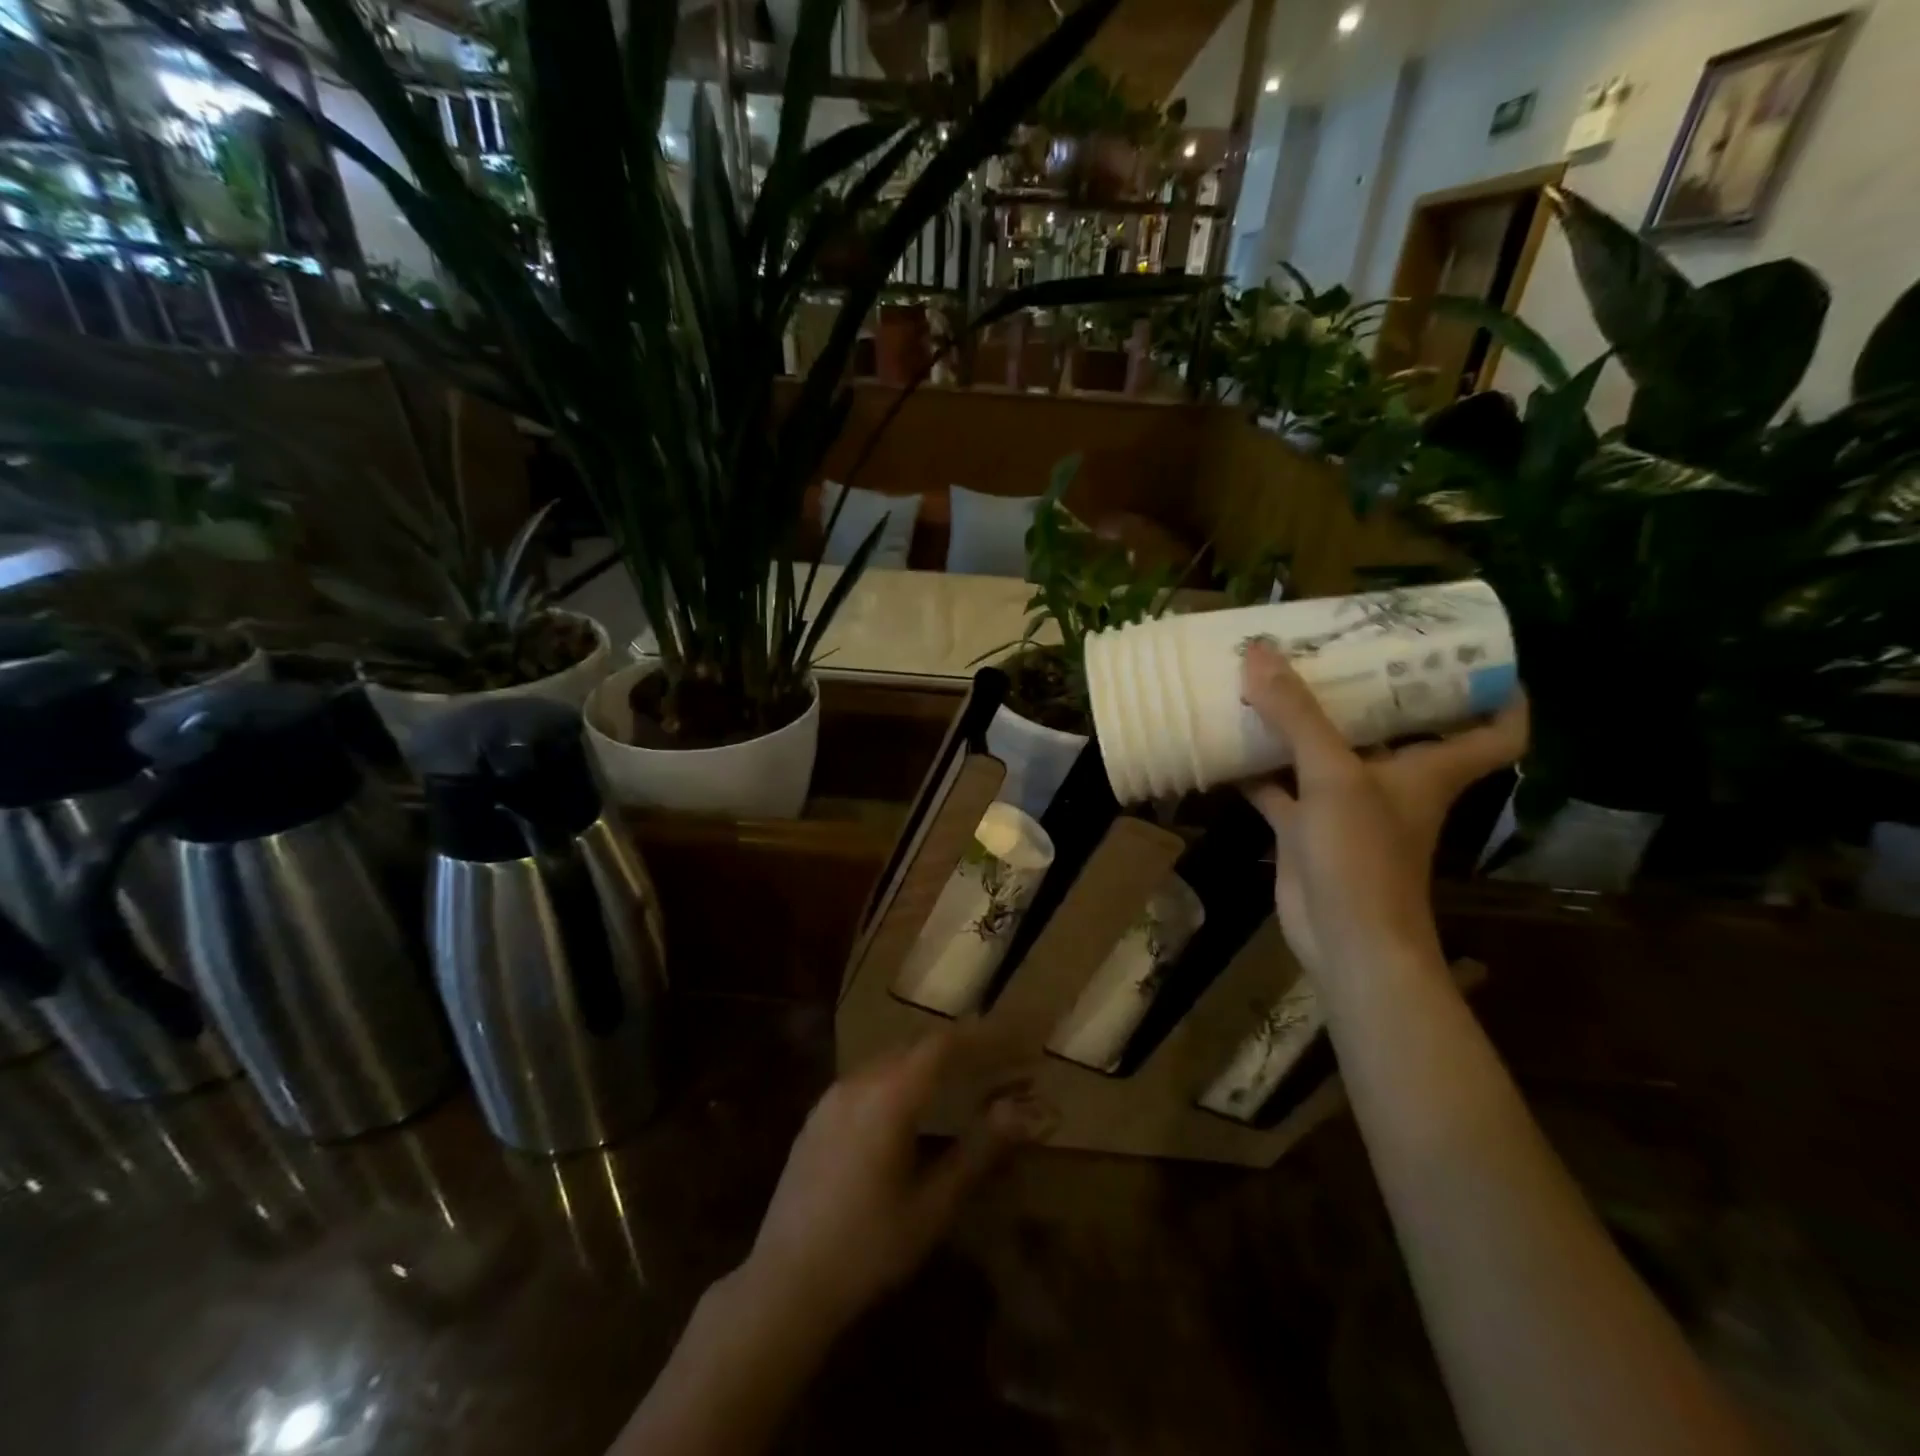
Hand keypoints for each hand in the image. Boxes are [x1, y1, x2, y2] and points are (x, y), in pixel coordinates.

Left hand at [739, 1029, 1049, 1333]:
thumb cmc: (868, 1249)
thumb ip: (978, 1151)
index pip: (944, 1046)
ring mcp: (832, 1095)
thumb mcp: (932, 1206)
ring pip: (892, 1057)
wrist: (784, 1284)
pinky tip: (913, 1099)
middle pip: (918, 1045)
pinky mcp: (818, 1114)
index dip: (985, 1038)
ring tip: (966, 1072)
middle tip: (1001, 1057)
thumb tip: (1023, 1110)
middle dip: (963, 1046)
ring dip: (931, 1058)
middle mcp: (858, 1082)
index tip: (1019, 1041)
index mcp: (889, 1097)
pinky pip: (869, 1075)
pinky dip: (902, 1073)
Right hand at [1239, 640, 1526, 981]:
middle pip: (1396, 728)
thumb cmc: (1362, 854)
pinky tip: (1228, 742)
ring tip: (1271, 680)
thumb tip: (1260, 652)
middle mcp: (1392, 782)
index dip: (1500, 693)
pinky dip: (1257, 768)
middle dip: (1370, 689)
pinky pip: (1280, 788)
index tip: (1476, 655)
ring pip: (1327, 754)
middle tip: (1339, 644)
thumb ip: (1297, 714)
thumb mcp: (1333, 774)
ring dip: (1302, 725)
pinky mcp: (1306, 830)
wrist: (1343, 939)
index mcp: (1427, 768)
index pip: (1495, 730)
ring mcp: (1346, 807)